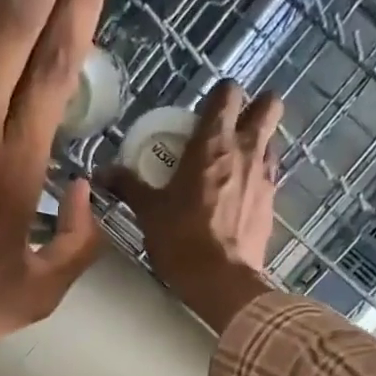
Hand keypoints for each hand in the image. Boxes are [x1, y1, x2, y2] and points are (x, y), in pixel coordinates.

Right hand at [103, 80, 283, 334]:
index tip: (207, 109)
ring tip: (238, 160)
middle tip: (234, 125)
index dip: (221, 95)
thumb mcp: (149, 211)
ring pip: (273, 139)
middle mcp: (246, 150)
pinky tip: (243, 193)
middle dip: (257, 107)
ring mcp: (265, 176)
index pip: (228, 93)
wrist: (221, 282)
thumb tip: (102, 173)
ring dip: (260, 141)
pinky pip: (271, 175)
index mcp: (213, 142)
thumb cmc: (181, 240)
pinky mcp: (273, 204)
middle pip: (269, 106)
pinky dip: (260, 175)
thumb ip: (128, 185)